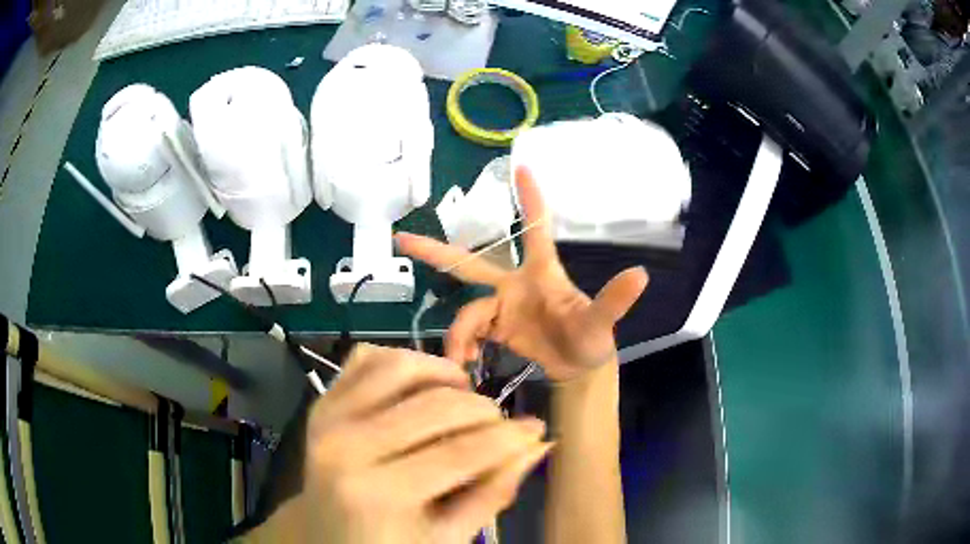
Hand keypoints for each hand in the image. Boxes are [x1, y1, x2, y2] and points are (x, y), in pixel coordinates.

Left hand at [304, 344, 551, 542]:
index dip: (508, 437)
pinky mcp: (321, 403)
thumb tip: (537, 443)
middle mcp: (347, 447)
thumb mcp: (446, 536)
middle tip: (499, 422)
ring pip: (398, 365)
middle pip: (434, 406)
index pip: (460, 452)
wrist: (325, 535)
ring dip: (442, 373)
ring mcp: (328, 418)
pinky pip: (365, 359)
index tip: (536, 428)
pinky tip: (421, 385)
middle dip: (482, 409)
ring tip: (462, 395)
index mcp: (379, 493)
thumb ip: (493, 492)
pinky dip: (401, 361)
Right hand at [396, 167, 647, 381]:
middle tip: (402, 239)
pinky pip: (466, 334)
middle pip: (470, 264)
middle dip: (436, 251)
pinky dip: (461, 347)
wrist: (577, 370)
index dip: (530, 198)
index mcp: (540, 272)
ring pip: (466, 312)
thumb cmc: (591, 339)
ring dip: (460, 335)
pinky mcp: (493, 331)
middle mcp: (514, 285)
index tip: (522, 164)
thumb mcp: (601, 323)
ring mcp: (501, 308)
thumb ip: (614, 301)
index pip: (535, 228)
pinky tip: (464, 364)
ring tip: (461, 361)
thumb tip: (641, 274)